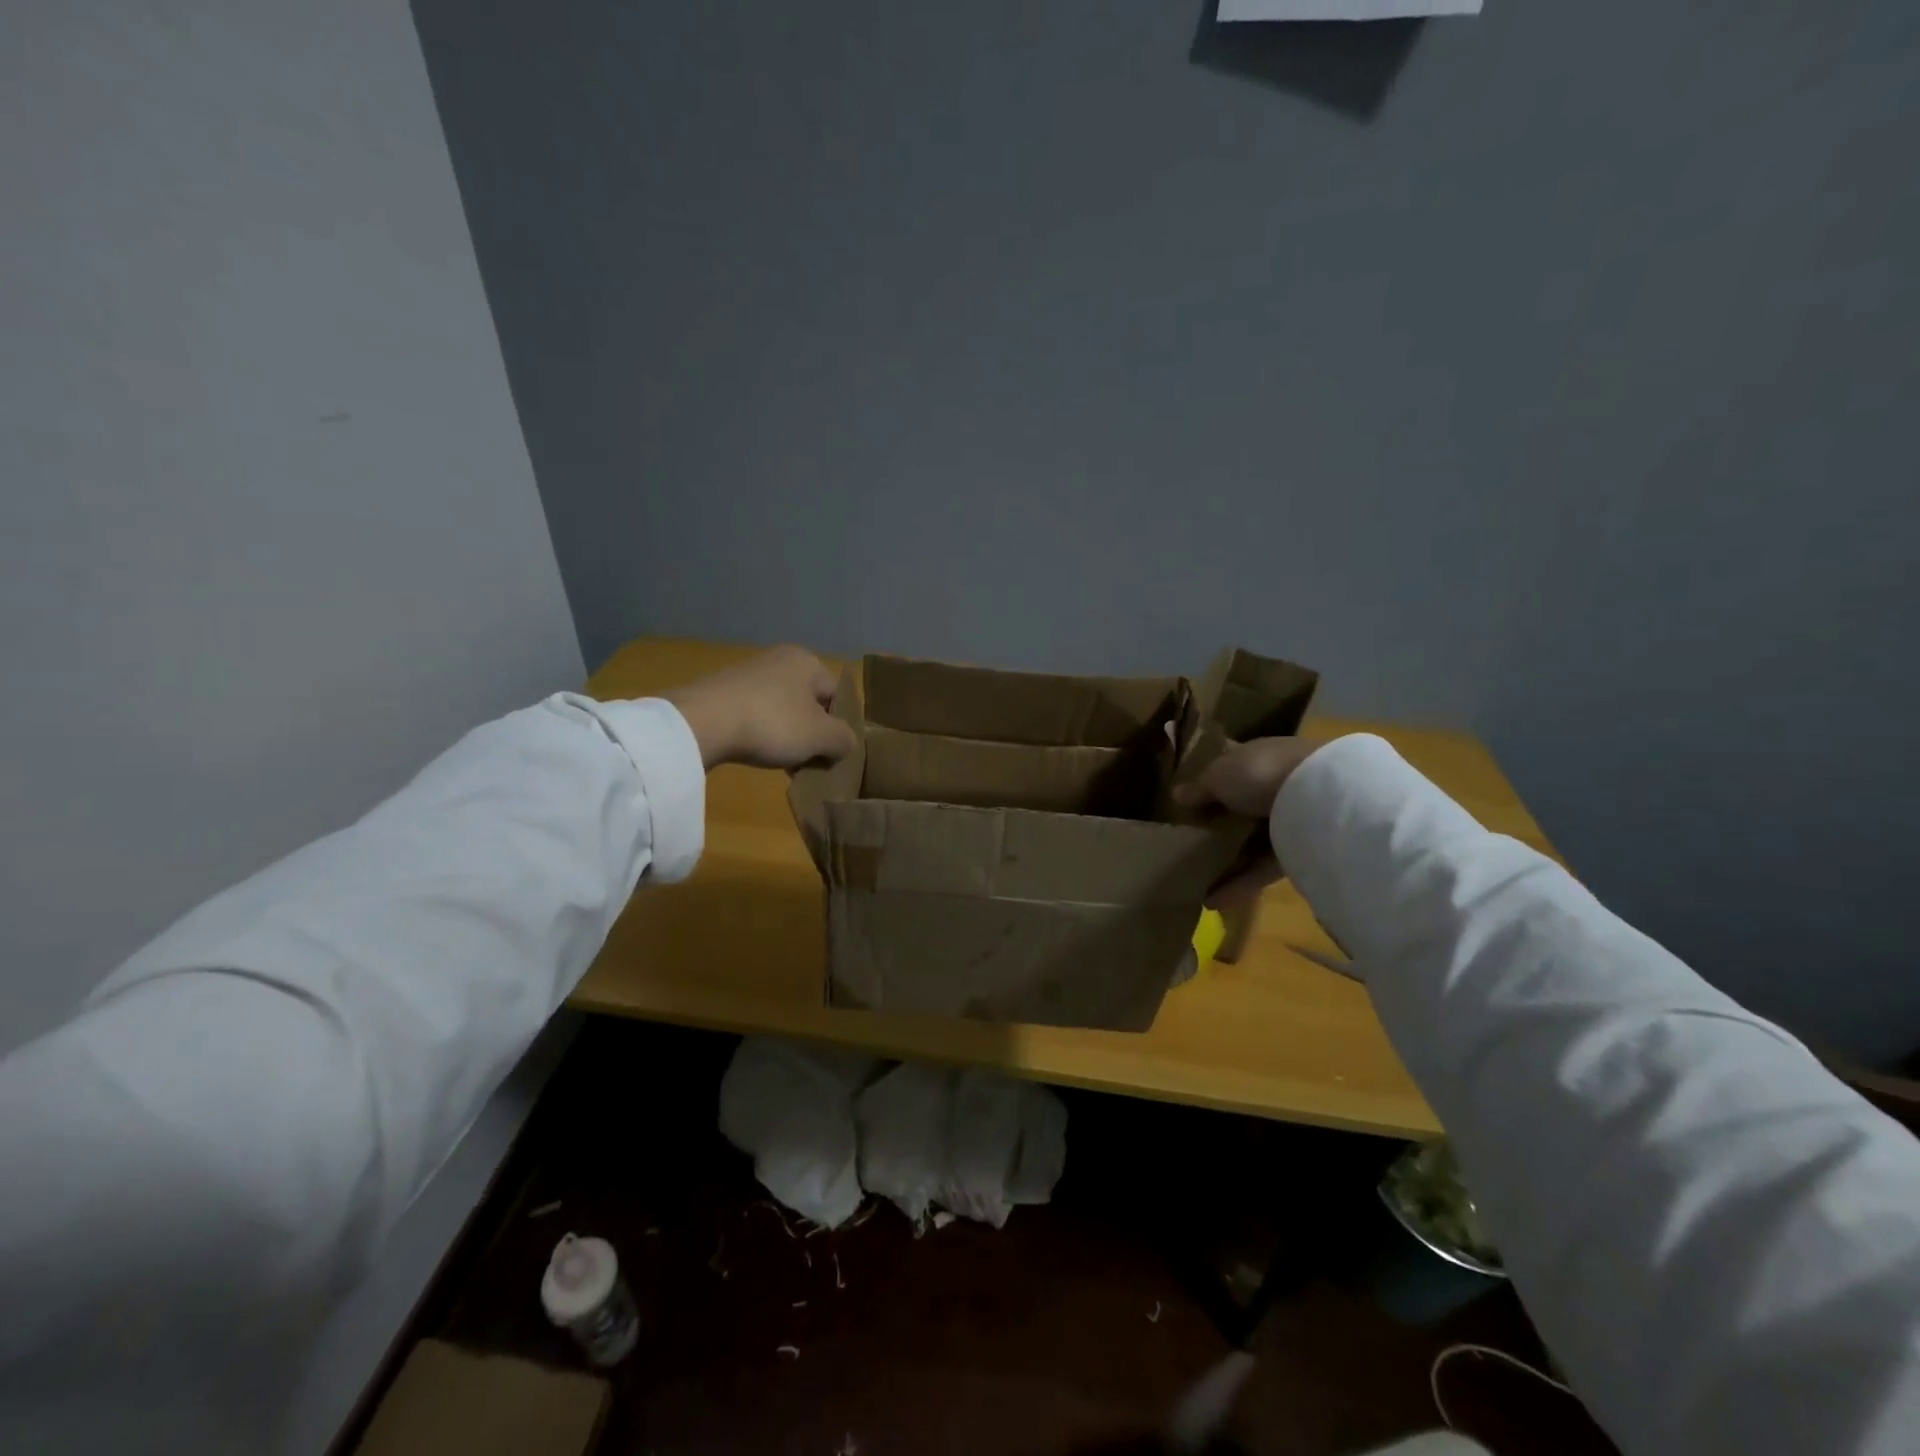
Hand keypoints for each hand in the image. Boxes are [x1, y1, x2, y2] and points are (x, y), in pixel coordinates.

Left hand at [661, 646, 857, 770]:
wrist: (702, 722)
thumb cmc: (773, 723)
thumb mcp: (821, 737)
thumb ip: (844, 739)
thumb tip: (845, 744)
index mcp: (808, 661)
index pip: (838, 697)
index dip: (840, 728)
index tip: (833, 755)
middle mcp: (781, 659)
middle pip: (810, 704)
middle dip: (812, 735)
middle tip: (810, 763)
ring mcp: (750, 674)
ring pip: (783, 712)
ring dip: (788, 738)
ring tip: (784, 764)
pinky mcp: (724, 691)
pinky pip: (757, 715)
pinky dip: (762, 734)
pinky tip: (757, 753)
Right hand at [1173, 736, 1323, 905]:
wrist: (1318, 798)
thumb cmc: (1260, 773)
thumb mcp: (1218, 775)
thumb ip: (1199, 788)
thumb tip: (1177, 794)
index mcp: (1257, 759)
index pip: (1231, 771)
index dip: (1209, 787)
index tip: (1187, 806)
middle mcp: (1275, 788)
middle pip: (1240, 810)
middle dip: (1217, 827)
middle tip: (1187, 846)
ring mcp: (1288, 821)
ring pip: (1250, 843)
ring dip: (1224, 862)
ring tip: (1195, 880)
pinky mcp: (1297, 854)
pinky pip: (1262, 869)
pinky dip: (1239, 884)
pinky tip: (1212, 900)